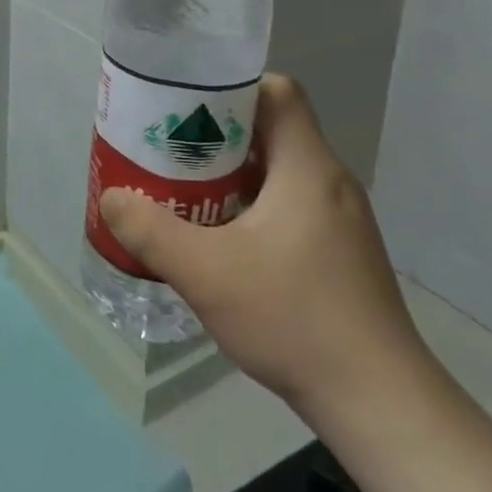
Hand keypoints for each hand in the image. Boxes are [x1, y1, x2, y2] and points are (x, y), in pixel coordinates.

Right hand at [98, 75, 429, 426]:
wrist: (379, 403)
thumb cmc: (295, 319)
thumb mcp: (207, 273)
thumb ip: (151, 232)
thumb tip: (112, 197)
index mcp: (308, 167)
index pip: (278, 91)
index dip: (230, 88)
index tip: (186, 106)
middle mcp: (329, 181)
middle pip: (271, 129)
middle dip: (216, 134)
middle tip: (170, 150)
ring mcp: (339, 220)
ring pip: (278, 171)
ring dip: (231, 174)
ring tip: (184, 192)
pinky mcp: (339, 253)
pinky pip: (288, 206)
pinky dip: (250, 207)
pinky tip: (220, 241)